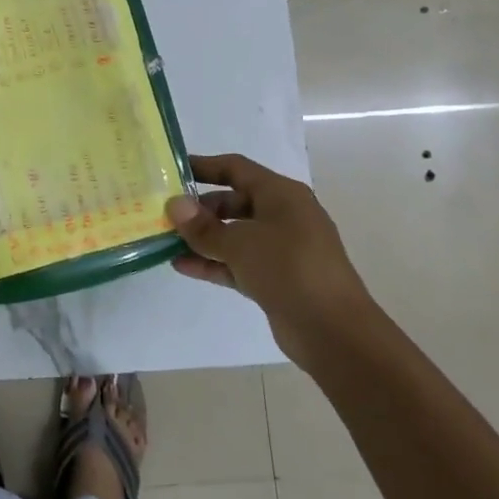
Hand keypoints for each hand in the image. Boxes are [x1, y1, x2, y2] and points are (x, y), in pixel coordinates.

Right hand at [166, 153, 370, 367]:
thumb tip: (175, 205)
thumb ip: (203, 226)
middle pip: (233, 201)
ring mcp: (282, 249)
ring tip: (166, 240)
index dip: (204, 166)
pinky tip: (182, 266)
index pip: (236, 168)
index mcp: (281, 194)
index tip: (173, 170)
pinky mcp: (277, 278)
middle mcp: (283, 215)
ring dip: (203, 238)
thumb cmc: (288, 269)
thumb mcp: (239, 243)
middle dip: (199, 208)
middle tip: (165, 213)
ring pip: (235, 234)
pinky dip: (214, 262)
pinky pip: (239, 262)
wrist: (334, 331)